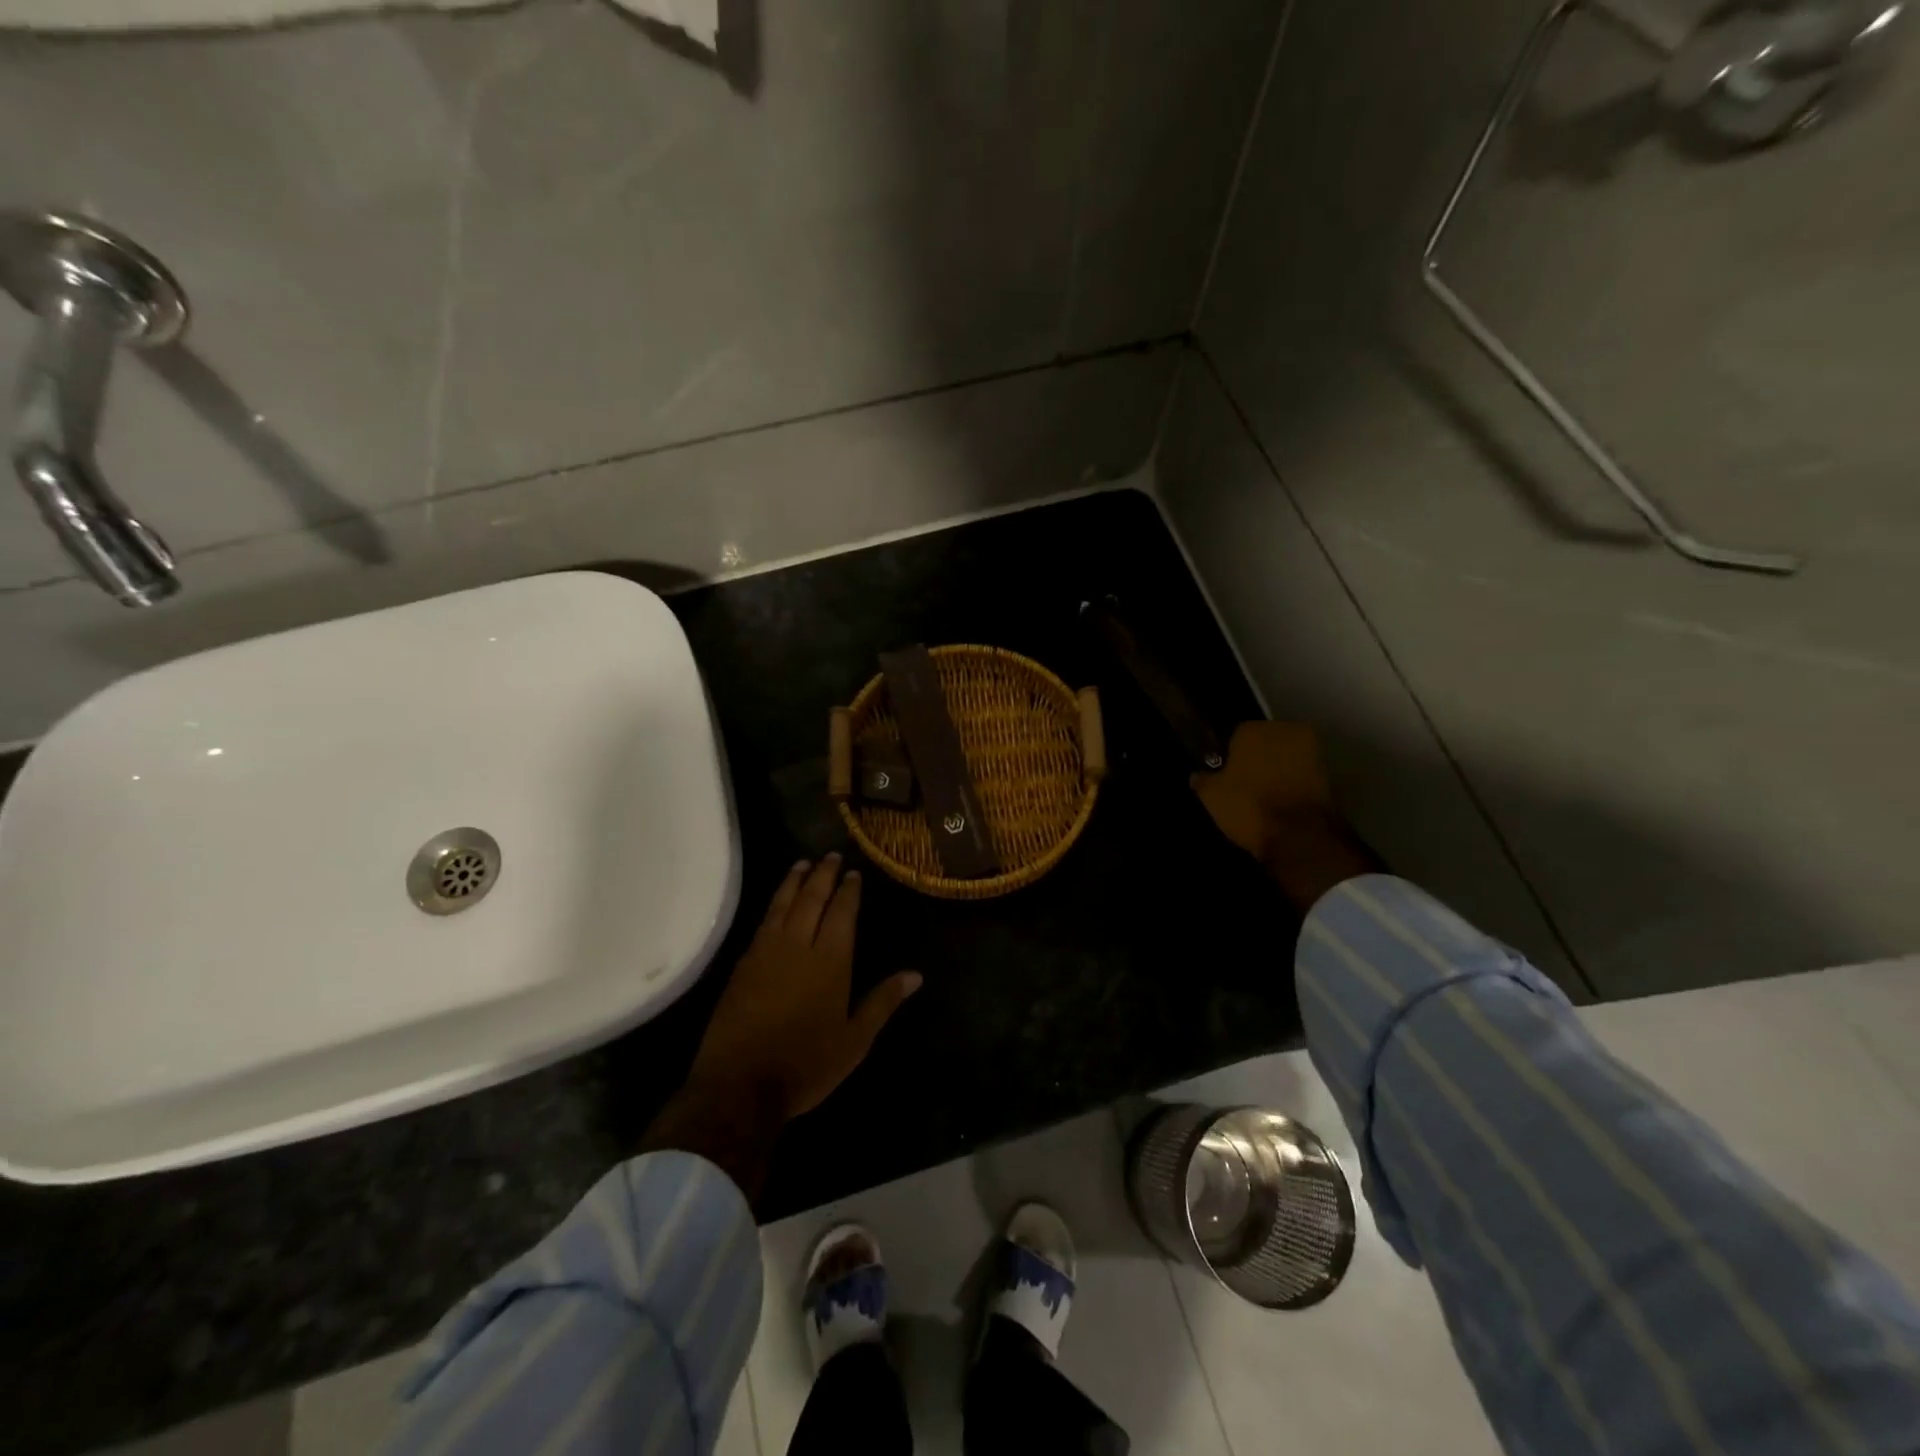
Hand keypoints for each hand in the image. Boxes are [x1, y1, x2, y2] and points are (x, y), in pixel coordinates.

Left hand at [687, 854, 921, 1120]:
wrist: (740, 1085)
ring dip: (794, 882)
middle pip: (811, 899)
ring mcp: (766, 952)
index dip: (848, 891)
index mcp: (830, 961)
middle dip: (822, 875)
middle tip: (829, 855)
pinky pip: (762, 922)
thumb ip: (883, 1002)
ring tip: (802, 864)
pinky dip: (773, 904)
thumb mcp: (855, 1040)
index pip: (842, 913)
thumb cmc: (806, 1064)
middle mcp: (798, 946)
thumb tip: (916, 975)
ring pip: (783, 905)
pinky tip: (777, 902)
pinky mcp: (743, 965)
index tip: (853, 873)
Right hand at [1193, 721, 1378, 910]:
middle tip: (1243, 784)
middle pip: (1265, 743)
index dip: (1229, 755)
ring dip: (1276, 772)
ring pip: (1285, 759)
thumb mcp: (1211, 796)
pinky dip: (1292, 786)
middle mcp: (1285, 731)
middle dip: (1256, 758)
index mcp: (1254, 729)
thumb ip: (1203, 780)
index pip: (1235, 734)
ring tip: (1262, 797)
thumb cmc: (1249, 806)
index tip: (1224, 773)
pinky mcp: (1329, 776)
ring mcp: (1312, 752)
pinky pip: (1301, 776)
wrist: (1300, 836)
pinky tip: (1280, 805)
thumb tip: (1197, 775)